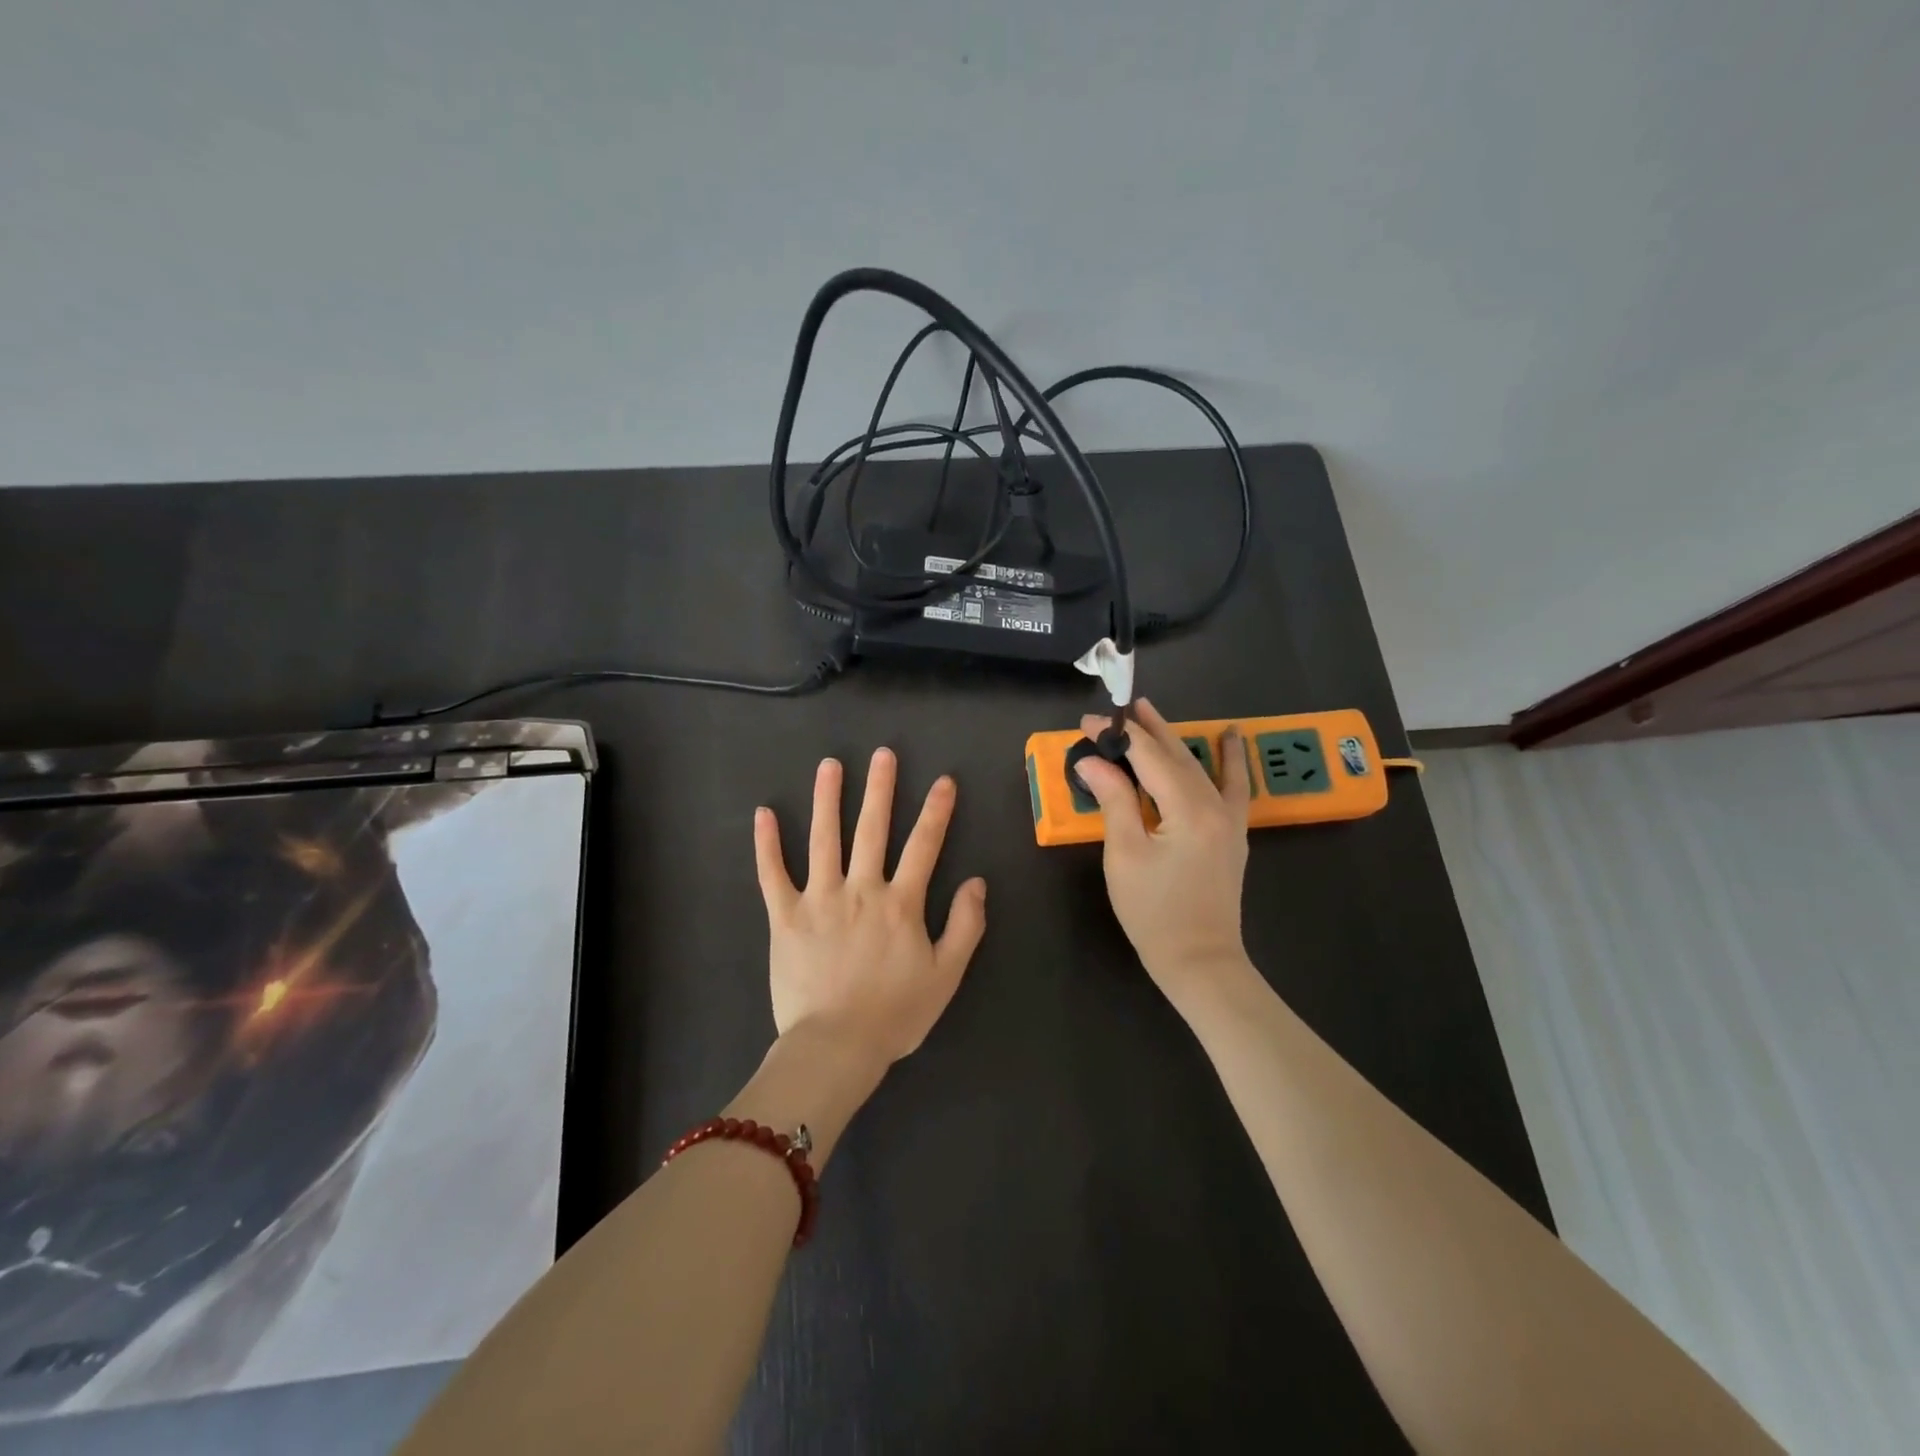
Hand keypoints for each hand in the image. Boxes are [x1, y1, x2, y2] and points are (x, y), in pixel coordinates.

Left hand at [753, 749, 987, 1066]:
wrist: (836, 1046)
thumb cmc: (895, 1014)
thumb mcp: (946, 975)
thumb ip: (965, 926)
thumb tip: (976, 882)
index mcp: (900, 903)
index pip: (923, 846)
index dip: (936, 811)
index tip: (943, 781)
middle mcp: (861, 889)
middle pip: (872, 829)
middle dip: (880, 788)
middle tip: (883, 754)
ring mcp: (819, 899)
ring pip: (823, 839)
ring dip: (827, 799)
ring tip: (830, 766)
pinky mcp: (785, 916)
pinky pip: (772, 874)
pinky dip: (767, 844)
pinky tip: (764, 813)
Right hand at [1074, 699, 1251, 1004]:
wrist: (1200, 961)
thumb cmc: (1154, 912)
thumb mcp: (1125, 854)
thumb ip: (1114, 800)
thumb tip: (1093, 760)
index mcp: (1187, 809)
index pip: (1147, 757)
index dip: (1117, 736)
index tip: (1086, 723)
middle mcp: (1214, 805)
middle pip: (1176, 755)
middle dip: (1146, 730)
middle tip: (1119, 708)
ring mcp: (1229, 819)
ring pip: (1200, 766)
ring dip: (1175, 739)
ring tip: (1153, 714)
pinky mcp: (1233, 833)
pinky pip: (1233, 786)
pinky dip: (1230, 760)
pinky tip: (1230, 738)